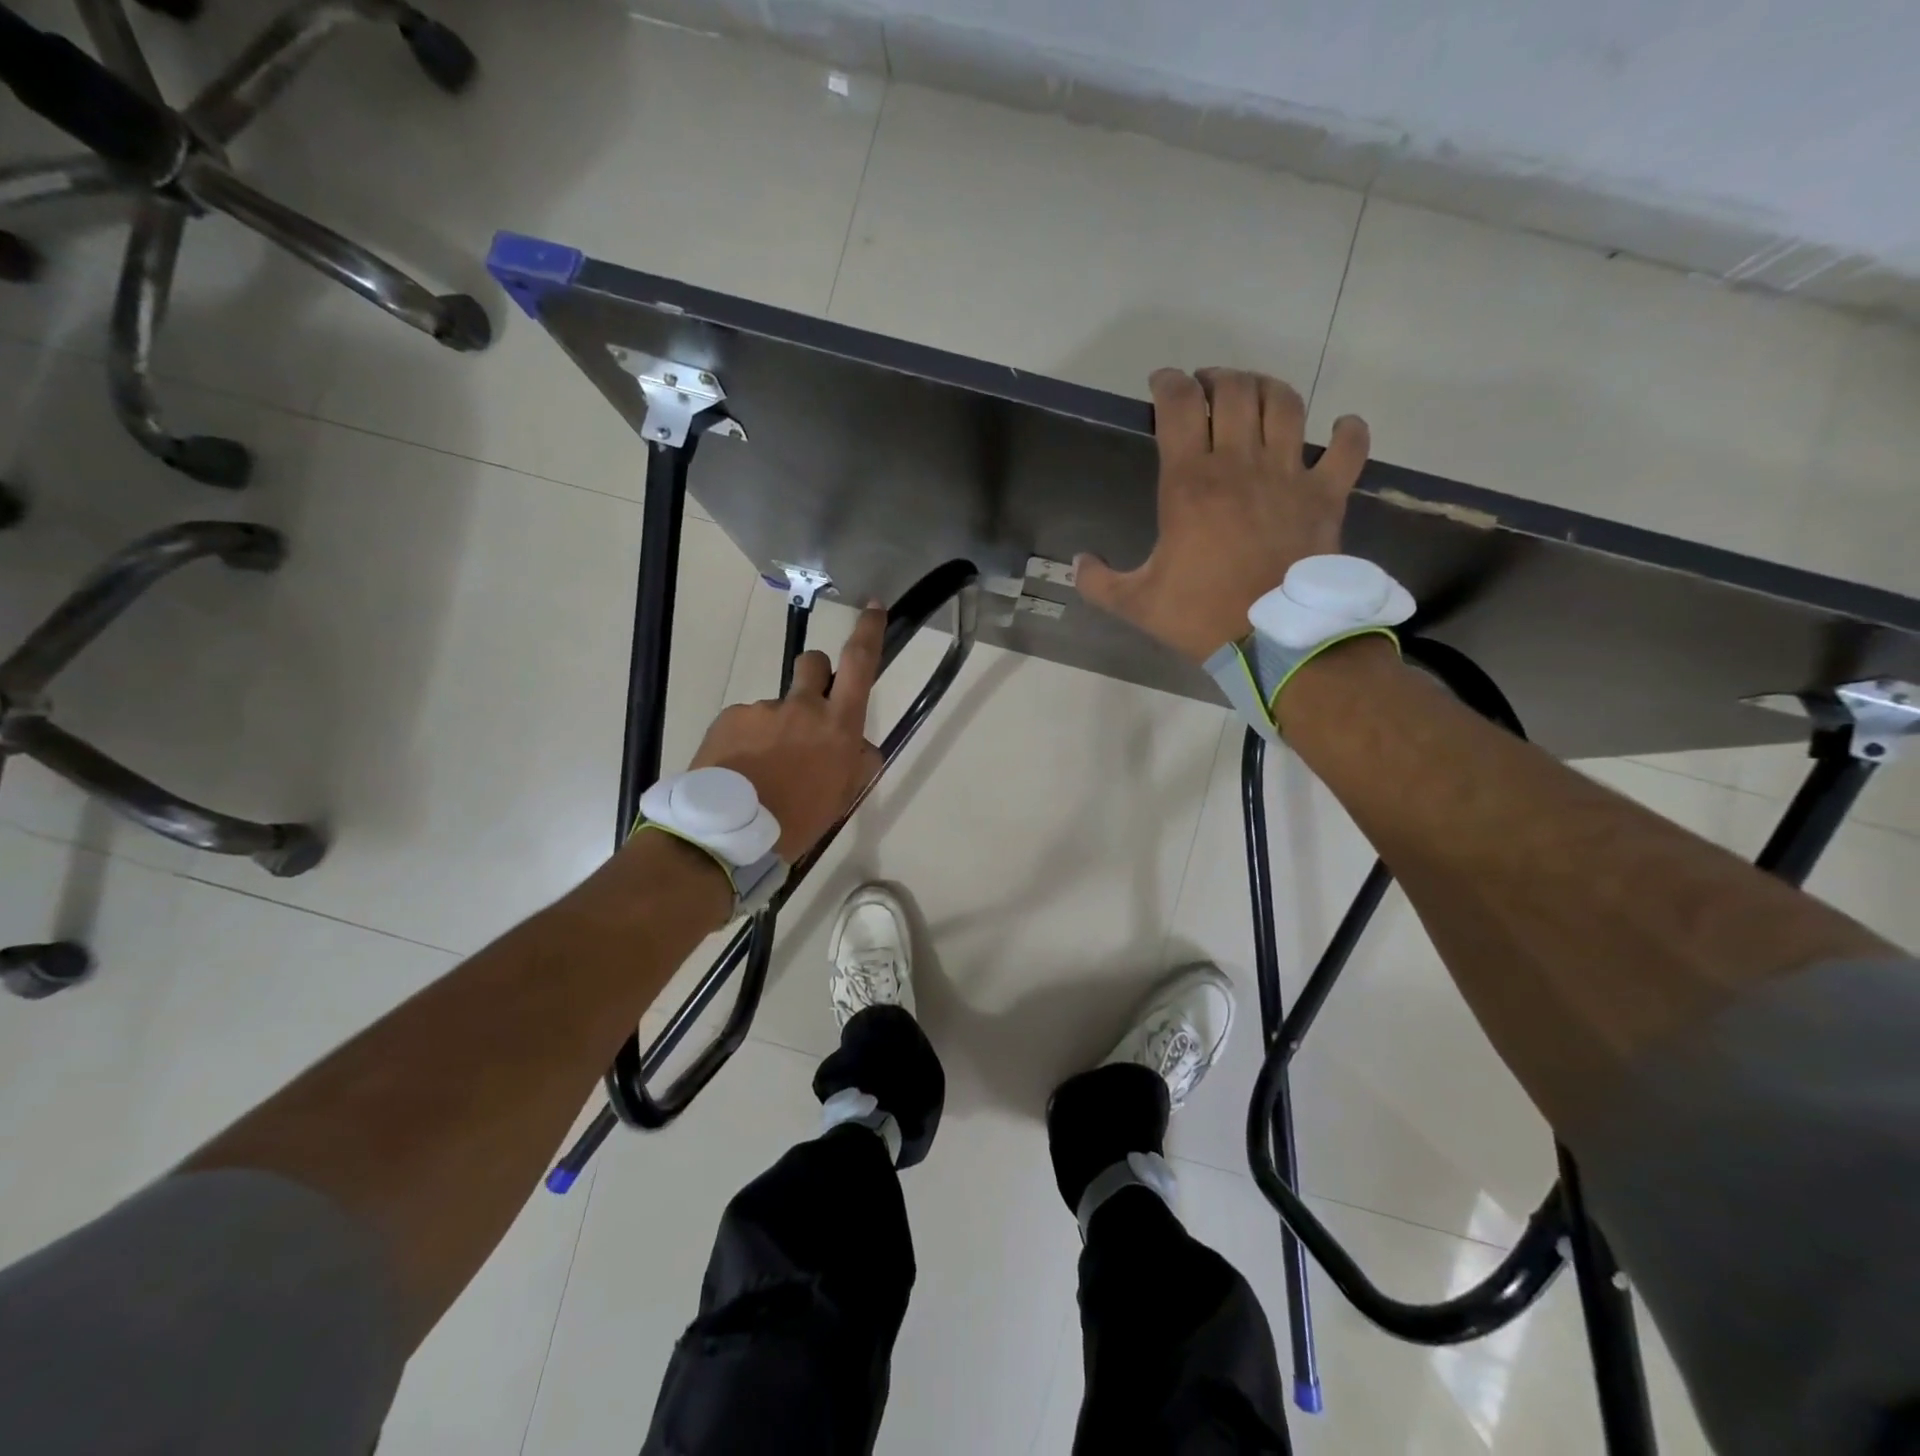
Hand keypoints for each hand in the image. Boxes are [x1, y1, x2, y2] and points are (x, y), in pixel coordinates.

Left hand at [688, 604, 886, 860]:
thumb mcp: (842, 798)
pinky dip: (746, 740)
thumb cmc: (797, 820)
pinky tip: (740, 770)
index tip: (873, 607)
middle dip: (816, 674)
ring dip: (775, 725)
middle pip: (813, 662)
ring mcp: (762, 709)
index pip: (859, 664)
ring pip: (776, 705)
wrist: (728, 835)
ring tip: (762, 767)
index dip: (868, 632)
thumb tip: (862, 747)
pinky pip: (745, 721)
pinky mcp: (730, 718)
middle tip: (808, 709)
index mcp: (838, 726)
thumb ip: (858, 765)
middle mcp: (802, 707)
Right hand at [1076, 368, 1371, 660]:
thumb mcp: (1135, 603)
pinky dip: (1348, 432)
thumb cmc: (1199, 616)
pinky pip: (1348, 449)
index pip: (1179, 406)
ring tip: (1255, 395)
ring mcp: (1288, 475)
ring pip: (1285, 404)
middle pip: (1234, 390)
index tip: (1161, 385)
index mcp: (1190, 483)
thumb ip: (1098, 581)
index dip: (1168, 384)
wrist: (1270, 640)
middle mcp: (1240, 464)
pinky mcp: (1326, 496)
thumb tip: (1077, 563)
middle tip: (1206, 389)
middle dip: (1217, 378)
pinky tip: (1341, 427)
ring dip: (1268, 388)